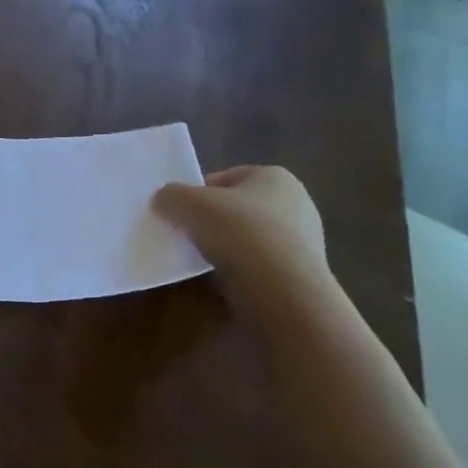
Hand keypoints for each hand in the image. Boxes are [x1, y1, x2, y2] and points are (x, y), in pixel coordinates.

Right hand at [152, 165, 326, 291]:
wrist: (282, 290)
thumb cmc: (238, 231)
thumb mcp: (187, 202)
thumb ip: (170, 195)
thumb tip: (164, 201)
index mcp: (274, 177)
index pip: (225, 178)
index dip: (197, 192)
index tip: (179, 211)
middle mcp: (296, 203)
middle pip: (237, 207)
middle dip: (211, 220)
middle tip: (186, 234)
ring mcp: (303, 241)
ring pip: (248, 237)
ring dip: (225, 246)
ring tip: (201, 259)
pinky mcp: (301, 273)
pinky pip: (259, 264)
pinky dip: (240, 269)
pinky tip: (224, 279)